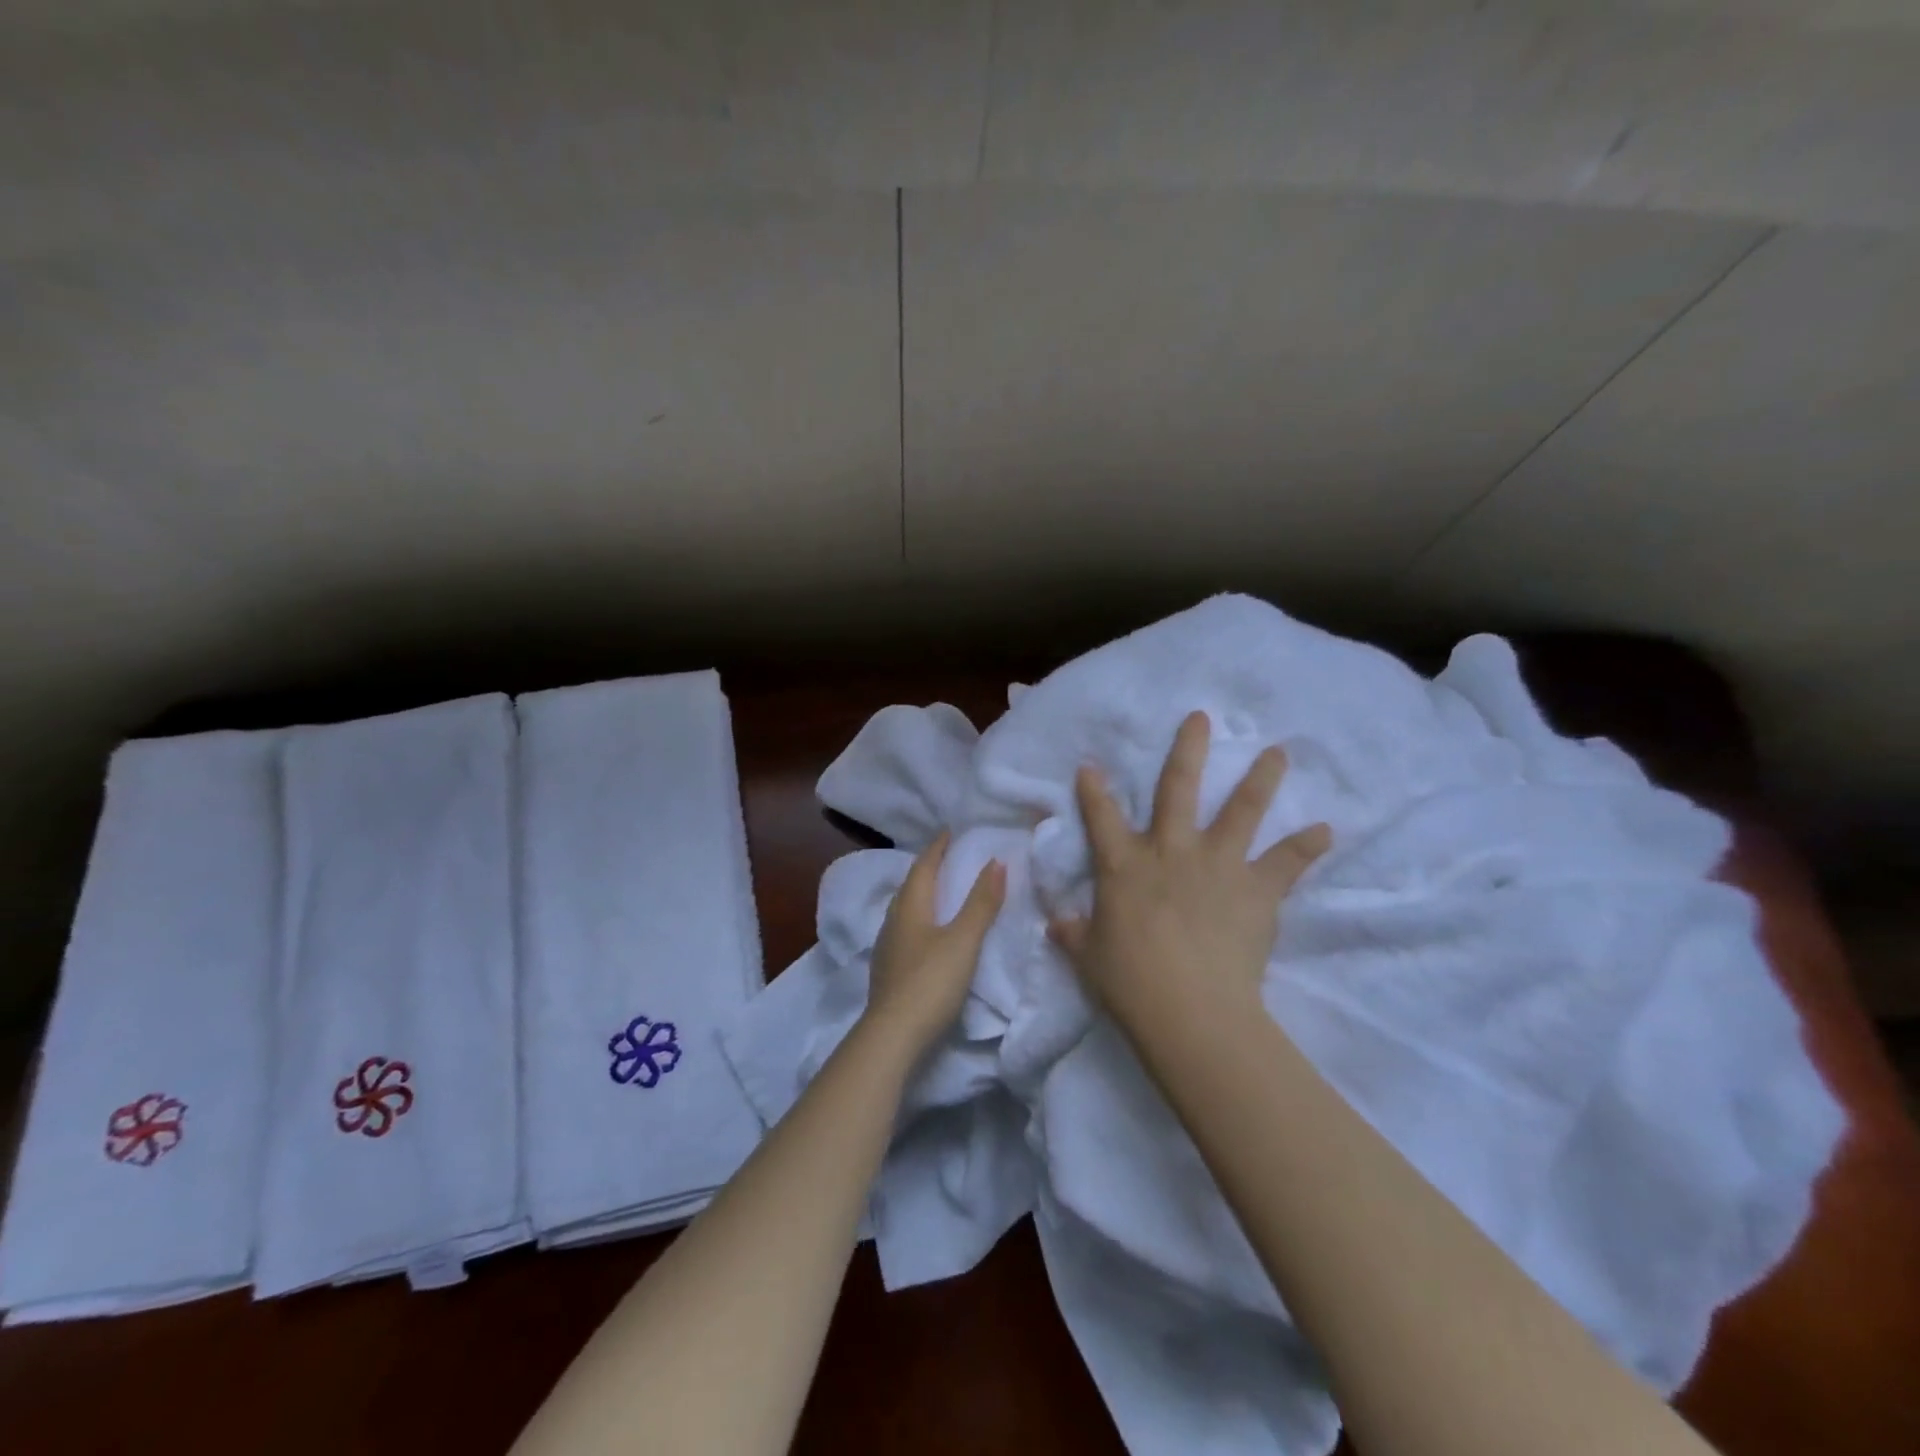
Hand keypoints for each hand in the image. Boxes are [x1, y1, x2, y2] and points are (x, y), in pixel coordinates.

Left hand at [861, 833, 1006, 1057]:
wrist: (892, 1037)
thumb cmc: (930, 982)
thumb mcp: (963, 940)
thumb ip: (981, 903)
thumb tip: (996, 861)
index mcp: (909, 907)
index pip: (923, 867)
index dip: (937, 848)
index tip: (949, 831)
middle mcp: (892, 921)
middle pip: (910, 886)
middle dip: (928, 869)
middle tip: (947, 858)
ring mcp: (886, 948)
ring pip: (904, 910)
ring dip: (922, 896)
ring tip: (940, 892)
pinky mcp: (888, 972)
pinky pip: (904, 931)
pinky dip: (919, 921)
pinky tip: (926, 934)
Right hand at [1048, 710, 1329, 1033]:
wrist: (1189, 1008)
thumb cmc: (1130, 981)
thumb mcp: (1089, 957)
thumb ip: (1074, 933)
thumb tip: (1056, 924)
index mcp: (1124, 865)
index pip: (1101, 817)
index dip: (1093, 790)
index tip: (1091, 765)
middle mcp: (1171, 850)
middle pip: (1178, 788)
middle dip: (1188, 749)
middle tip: (1201, 718)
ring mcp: (1217, 864)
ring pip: (1241, 810)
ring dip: (1260, 779)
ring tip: (1278, 752)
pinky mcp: (1256, 889)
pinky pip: (1286, 863)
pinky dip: (1307, 847)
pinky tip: (1326, 831)